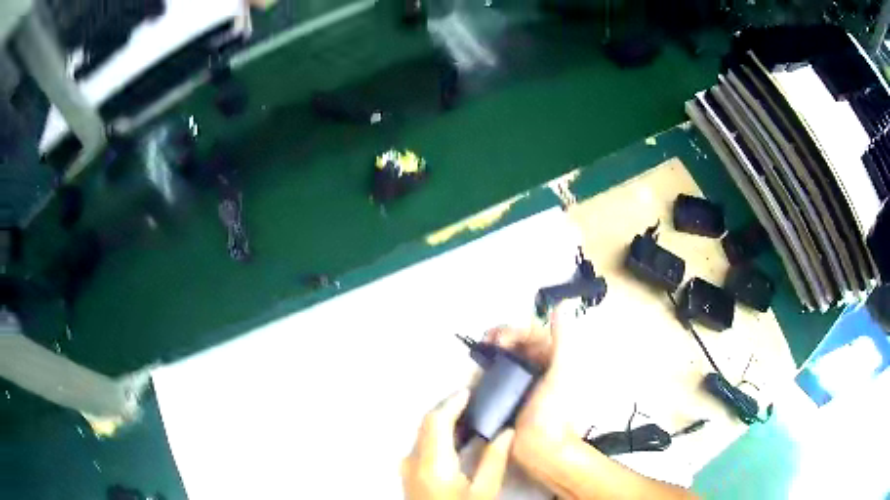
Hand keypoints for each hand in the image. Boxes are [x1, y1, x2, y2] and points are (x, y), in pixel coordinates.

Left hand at [401, 389, 514, 499]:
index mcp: (431, 463)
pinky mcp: (407, 472)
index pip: (436, 420)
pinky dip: (437, 433)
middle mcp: (411, 460)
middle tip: (472, 397)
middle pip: (426, 423)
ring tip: (468, 411)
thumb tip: (506, 431)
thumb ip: (494, 460)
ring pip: (422, 432)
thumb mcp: (484, 492)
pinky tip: (457, 435)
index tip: (469, 389)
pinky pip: (421, 443)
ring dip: (442, 419)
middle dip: (447, 406)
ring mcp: (406, 466)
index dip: (452, 401)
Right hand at [483, 310, 579, 464]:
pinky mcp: (509, 397)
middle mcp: (539, 368)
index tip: (499, 339)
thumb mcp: (563, 372)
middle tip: (486, 342)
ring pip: (506, 358)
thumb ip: (563, 339)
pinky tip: (476, 371)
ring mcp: (523, 383)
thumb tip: (561, 305)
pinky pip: (497, 376)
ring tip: (479, 353)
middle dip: (500, 337)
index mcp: (554, 360)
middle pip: (517, 344)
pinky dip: (487, 369)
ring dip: (492, 351)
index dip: (515, 331)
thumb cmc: (553, 410)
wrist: (542, 449)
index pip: (533, 334)